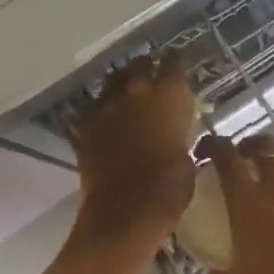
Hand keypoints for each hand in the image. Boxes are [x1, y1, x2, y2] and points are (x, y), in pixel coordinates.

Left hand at [69, 54, 197, 252]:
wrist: (126, 211)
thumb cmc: (171, 188)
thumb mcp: (189, 158)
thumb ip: (180, 136)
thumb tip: (176, 135)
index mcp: (169, 96)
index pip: (173, 63)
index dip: (175, 62)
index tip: (177, 63)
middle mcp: (136, 92)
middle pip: (138, 64)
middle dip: (145, 67)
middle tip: (150, 75)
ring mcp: (106, 107)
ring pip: (112, 82)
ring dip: (120, 85)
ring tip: (125, 94)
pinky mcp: (84, 127)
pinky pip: (91, 108)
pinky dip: (99, 110)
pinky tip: (104, 118)